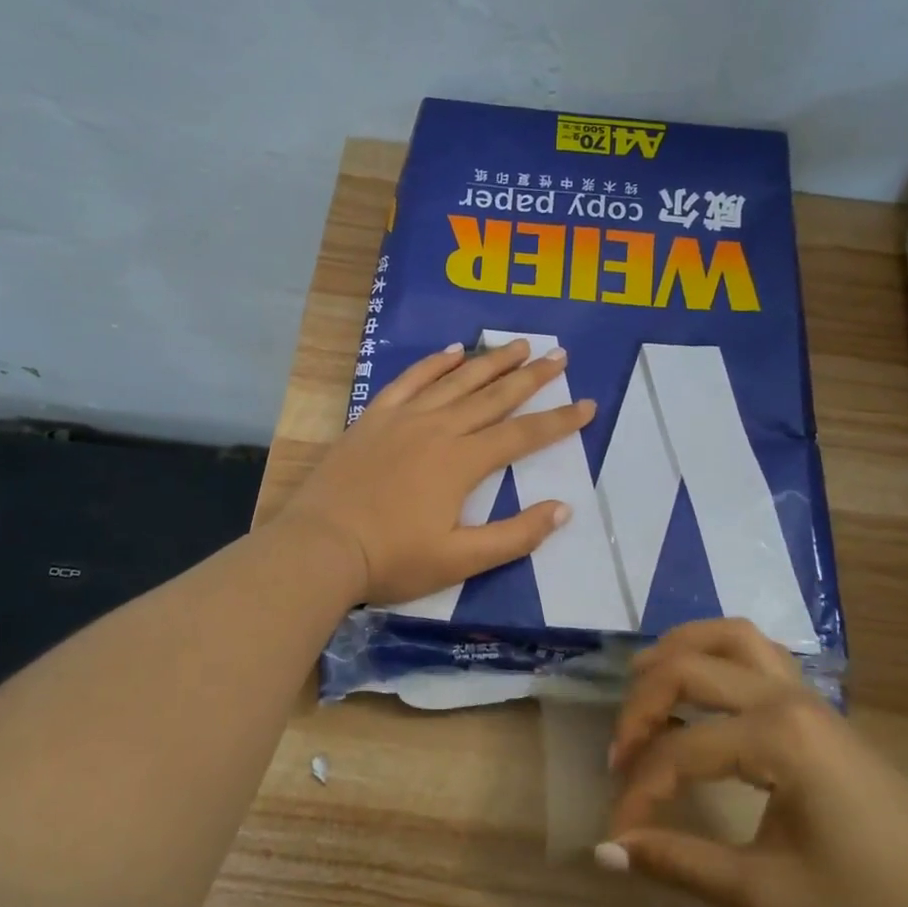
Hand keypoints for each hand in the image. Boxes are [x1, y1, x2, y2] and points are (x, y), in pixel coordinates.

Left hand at [281, 339, 596, 605]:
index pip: (522, 436)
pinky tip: (451, 351)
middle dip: (531, 377)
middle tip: (559, 355)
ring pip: (456, 381)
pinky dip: (433, 363)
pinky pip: (409, 380)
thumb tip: (562, 508)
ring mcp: (403, 419)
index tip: (587, 404)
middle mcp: (438, 429)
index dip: (558, 421)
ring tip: (518, 345)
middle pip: (493, 397)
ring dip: (489, 362)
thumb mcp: (461, 561)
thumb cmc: (392, 559)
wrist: (320, 547)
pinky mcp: (373, 418)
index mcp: (462, 462)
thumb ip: (514, 536)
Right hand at [602, 619, 907, 906]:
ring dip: (675, 654)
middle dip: (640, 708)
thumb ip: (681, 864)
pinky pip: (753, 648)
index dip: (638, 793)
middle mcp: (786, 697)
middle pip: (688, 669)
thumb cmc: (868, 906)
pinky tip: (698, 685)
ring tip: (643, 690)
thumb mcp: (766, 896)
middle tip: (620, 757)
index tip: (616, 834)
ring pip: (725, 636)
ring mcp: (804, 692)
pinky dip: (712, 651)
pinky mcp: (813, 702)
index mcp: (777, 739)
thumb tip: (605, 850)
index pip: (679, 752)